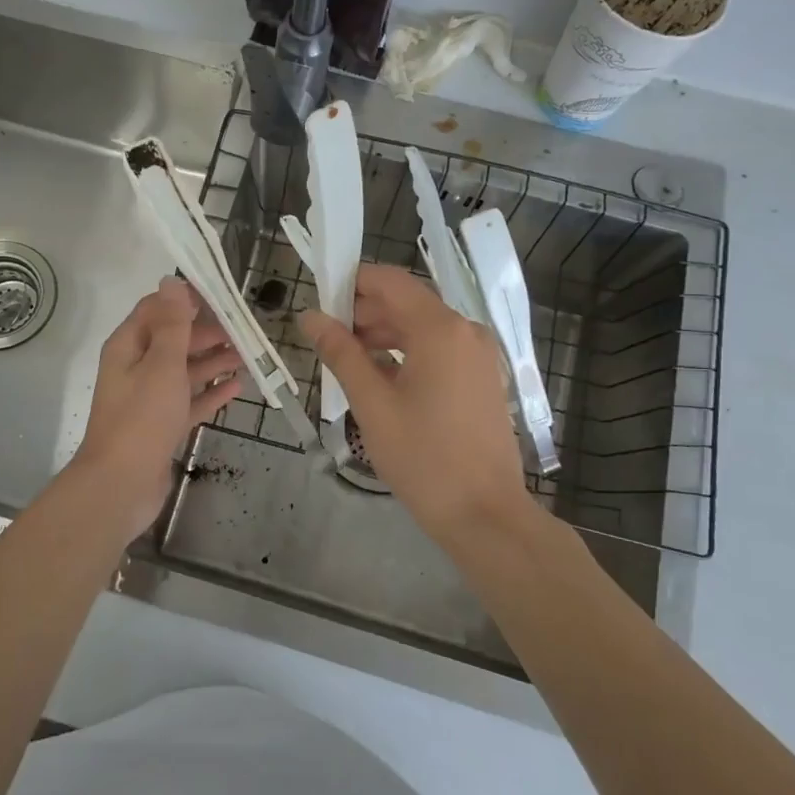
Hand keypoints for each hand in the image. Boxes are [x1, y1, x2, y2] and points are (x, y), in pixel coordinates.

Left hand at [69, 277, 243, 541]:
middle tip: (243, 331)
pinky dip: (210, 393)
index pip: (156, 309)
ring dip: (213, 361)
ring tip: (247, 355)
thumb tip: (172, 281)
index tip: (222, 299)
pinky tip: (236, 388)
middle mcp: (136, 367)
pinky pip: (189, 401)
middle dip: (206, 333)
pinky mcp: (161, 425)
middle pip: (174, 340)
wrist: (121, 485)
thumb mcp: (162, 364)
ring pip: (184, 371)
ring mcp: (148, 398)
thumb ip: (172, 324)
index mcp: (128, 346)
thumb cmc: (142, 418)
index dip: (186, 301)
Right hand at [300, 264, 537, 545]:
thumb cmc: (422, 457)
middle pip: (406, 302)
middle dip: (364, 312)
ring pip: (422, 327)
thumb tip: (310, 317)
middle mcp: (465, 330)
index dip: (351, 282)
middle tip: (326, 337)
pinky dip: (407, 353)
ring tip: (347, 360)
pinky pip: (439, 349)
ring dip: (383, 334)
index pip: (389, 281)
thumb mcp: (372, 403)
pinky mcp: (482, 377)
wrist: (484, 513)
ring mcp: (478, 354)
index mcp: (439, 329)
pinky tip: (380, 377)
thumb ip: (340, 353)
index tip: (319, 300)